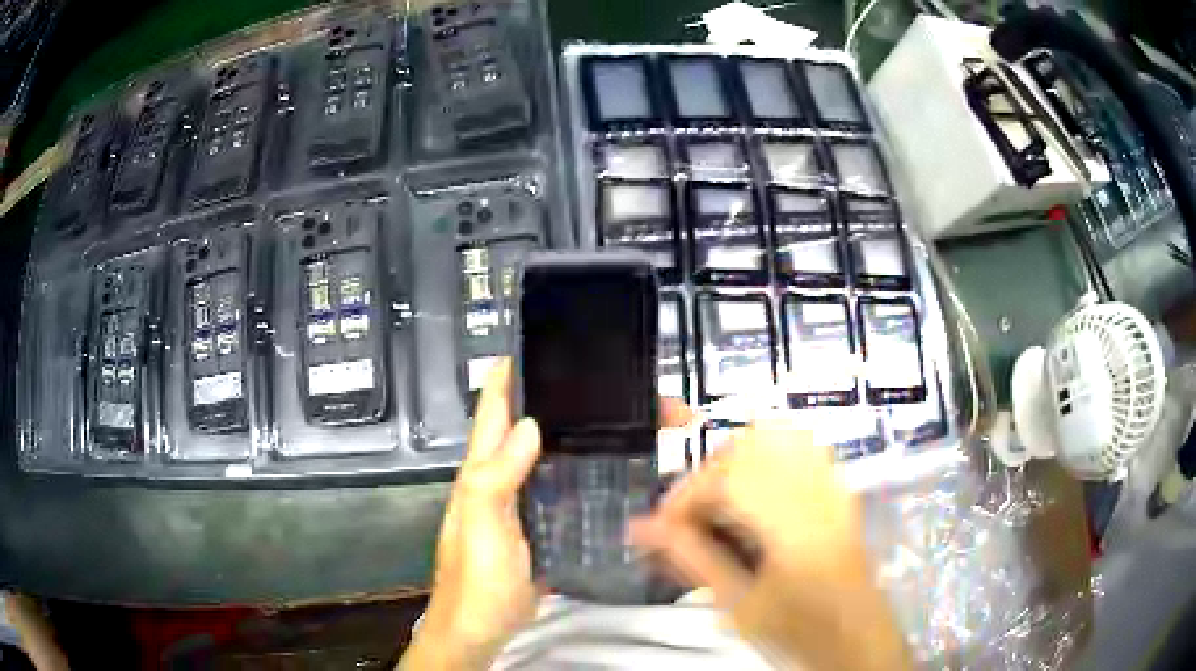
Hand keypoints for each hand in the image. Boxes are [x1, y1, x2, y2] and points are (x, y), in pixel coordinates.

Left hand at [401, 359, 696, 669]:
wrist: (482, 628)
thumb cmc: (476, 578)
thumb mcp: (481, 525)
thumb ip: (495, 476)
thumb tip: (530, 424)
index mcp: (483, 468)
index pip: (496, 407)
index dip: (513, 372)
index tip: (545, 341)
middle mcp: (505, 475)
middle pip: (535, 426)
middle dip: (570, 402)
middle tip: (620, 386)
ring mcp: (526, 501)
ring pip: (556, 455)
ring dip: (586, 436)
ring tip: (632, 419)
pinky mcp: (545, 525)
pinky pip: (568, 488)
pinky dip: (591, 472)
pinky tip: (621, 469)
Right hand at [630, 422, 911, 670]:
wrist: (855, 635)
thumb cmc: (798, 630)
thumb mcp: (738, 604)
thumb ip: (691, 559)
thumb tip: (643, 531)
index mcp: (792, 524)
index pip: (726, 478)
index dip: (684, 496)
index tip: (663, 525)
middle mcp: (816, 492)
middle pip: (750, 443)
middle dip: (708, 474)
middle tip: (691, 514)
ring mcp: (833, 485)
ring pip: (777, 435)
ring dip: (737, 460)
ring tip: (721, 500)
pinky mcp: (839, 488)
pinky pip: (802, 446)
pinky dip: (768, 456)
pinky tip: (757, 490)